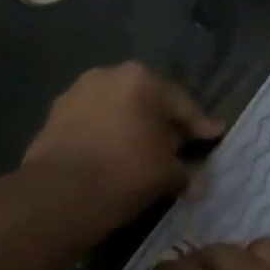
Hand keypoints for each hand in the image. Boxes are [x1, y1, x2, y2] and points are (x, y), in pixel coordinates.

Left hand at [23, 64, 223, 229]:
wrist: (59, 193)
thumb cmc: (125, 174)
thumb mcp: (168, 175)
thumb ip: (185, 170)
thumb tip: (194, 180)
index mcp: (141, 79)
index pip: (182, 105)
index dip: (201, 125)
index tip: (215, 135)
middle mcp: (107, 75)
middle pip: (146, 101)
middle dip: (162, 123)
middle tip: (178, 145)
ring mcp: (76, 93)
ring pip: (116, 110)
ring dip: (130, 127)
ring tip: (142, 152)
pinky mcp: (54, 115)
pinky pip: (92, 123)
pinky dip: (105, 135)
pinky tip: (112, 156)